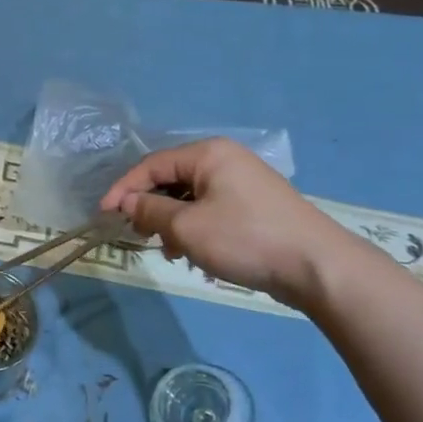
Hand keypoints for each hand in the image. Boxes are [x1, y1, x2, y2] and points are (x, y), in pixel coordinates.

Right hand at [100, 138, 350, 309]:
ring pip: (190, 198)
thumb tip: (127, 203)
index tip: (103, 215)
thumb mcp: (186, 227)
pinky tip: (196, 256)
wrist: (319, 267)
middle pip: (170, 179)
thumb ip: (149, 211)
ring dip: (172, 223)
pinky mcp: (256, 206)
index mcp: (208, 153)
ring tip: (171, 251)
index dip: (123, 189)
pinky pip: (211, 210)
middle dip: (149, 208)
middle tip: (137, 235)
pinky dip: (196, 229)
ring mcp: (244, 182)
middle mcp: (225, 159)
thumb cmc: (245, 238)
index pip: (151, 164)